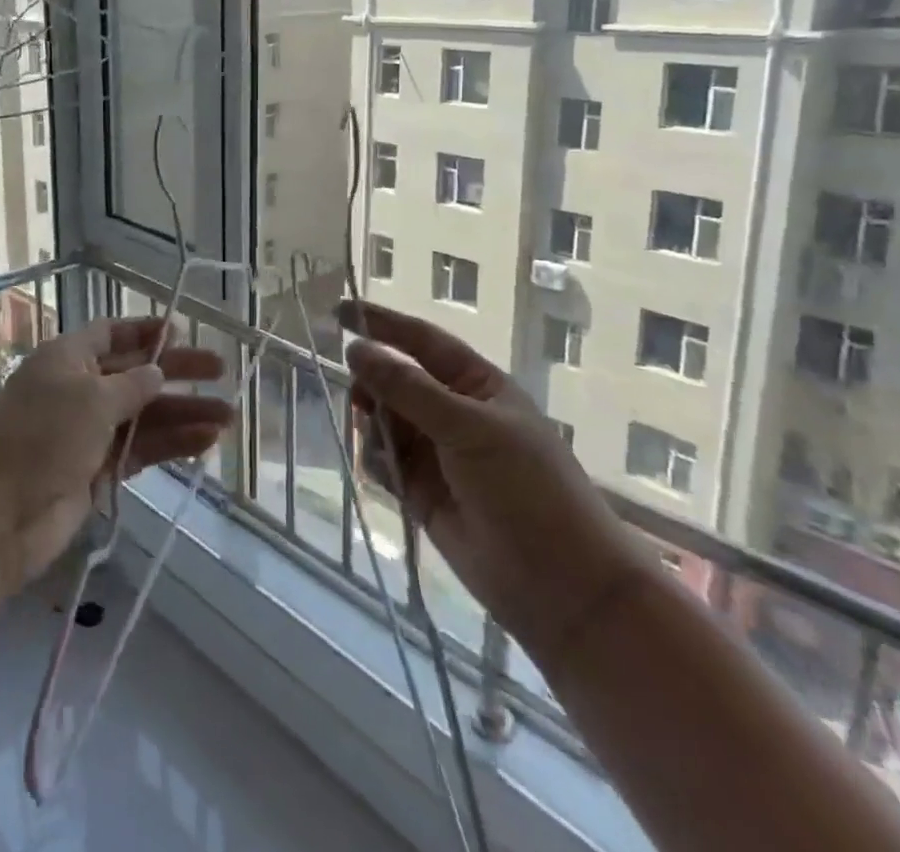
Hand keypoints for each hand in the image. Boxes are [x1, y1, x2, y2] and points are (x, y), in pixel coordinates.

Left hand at [0, 317, 232, 594]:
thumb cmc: (42, 436)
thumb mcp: (91, 398)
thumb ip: (132, 385)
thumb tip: (158, 372)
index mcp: (68, 358)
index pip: (111, 333)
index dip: (145, 331)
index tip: (182, 332)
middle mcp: (79, 389)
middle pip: (136, 374)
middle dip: (177, 372)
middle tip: (221, 370)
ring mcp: (88, 433)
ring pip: (144, 415)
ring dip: (184, 413)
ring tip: (228, 417)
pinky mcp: (98, 471)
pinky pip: (141, 450)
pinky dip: (171, 444)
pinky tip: (204, 442)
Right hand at [339, 299, 656, 668]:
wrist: (561, 587)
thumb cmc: (526, 490)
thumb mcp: (468, 429)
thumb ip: (407, 388)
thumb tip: (355, 349)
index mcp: (475, 385)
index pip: (420, 340)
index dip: (381, 324)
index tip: (339, 312)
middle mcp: (452, 412)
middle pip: (395, 380)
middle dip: (372, 386)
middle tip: (360, 401)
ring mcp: (436, 452)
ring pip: (383, 421)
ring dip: (373, 428)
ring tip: (384, 450)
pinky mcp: (420, 490)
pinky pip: (382, 460)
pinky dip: (376, 462)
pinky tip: (387, 477)